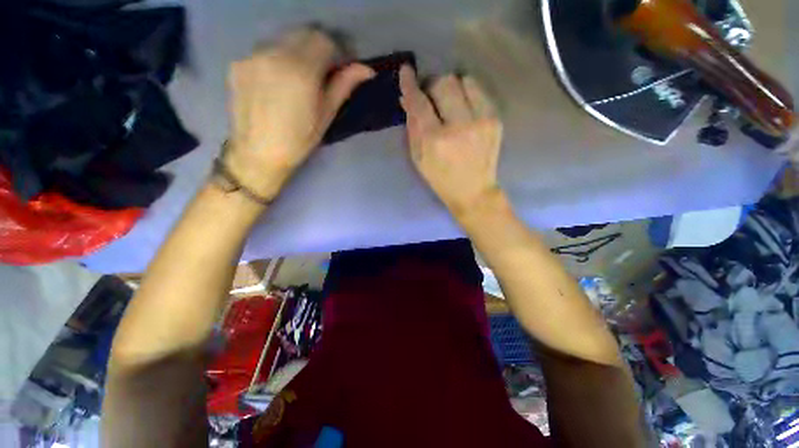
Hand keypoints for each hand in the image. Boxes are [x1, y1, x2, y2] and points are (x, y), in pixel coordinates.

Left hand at [224, 28, 374, 199]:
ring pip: (283, 38)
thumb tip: (366, 69)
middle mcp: (274, 54)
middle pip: (304, 33)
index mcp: (301, 71)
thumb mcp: (327, 115)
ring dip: (298, 50)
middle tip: (325, 69)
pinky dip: (278, 57)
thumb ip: (344, 85)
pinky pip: (265, 49)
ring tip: (301, 75)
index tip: (343, 65)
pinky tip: (279, 79)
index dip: (338, 49)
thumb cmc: (299, 139)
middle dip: (319, 46)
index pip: (324, 40)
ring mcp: (252, 55)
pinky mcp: (238, 62)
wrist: (258, 153)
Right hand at [399, 66, 503, 217]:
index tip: (407, 71)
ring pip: (464, 80)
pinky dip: (467, 93)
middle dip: (432, 85)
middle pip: (444, 83)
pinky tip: (464, 108)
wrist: (473, 191)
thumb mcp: (418, 158)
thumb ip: (412, 126)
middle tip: (431, 96)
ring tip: (449, 102)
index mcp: (435, 140)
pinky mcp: (495, 120)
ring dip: (452, 87)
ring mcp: (481, 121)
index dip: (410, 84)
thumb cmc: (440, 178)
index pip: (419, 102)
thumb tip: (407, 98)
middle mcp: (459, 126)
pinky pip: (479, 91)